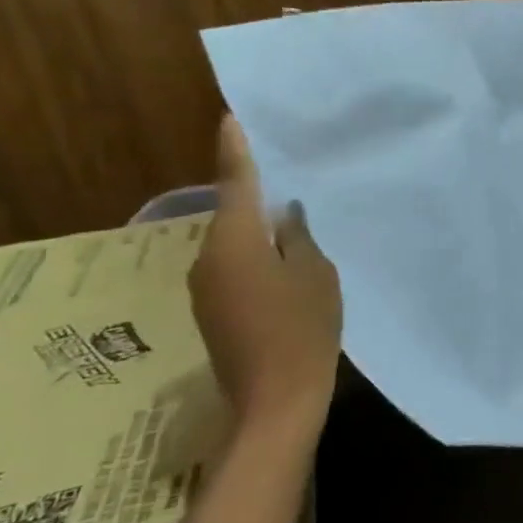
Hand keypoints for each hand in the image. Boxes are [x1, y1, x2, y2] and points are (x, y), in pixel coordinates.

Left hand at [188, 115, 341, 438]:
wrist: (276, 403)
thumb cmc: (303, 329)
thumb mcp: (316, 274)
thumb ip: (298, 236)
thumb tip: (285, 215)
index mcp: (234, 241)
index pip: (234, 182)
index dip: (235, 149)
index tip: (231, 118)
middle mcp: (208, 259)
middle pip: (232, 214)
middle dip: (255, 194)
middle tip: (287, 175)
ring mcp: (206, 289)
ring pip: (233, 243)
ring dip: (257, 231)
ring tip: (293, 221)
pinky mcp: (214, 313)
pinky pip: (234, 269)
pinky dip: (255, 258)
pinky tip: (284, 265)